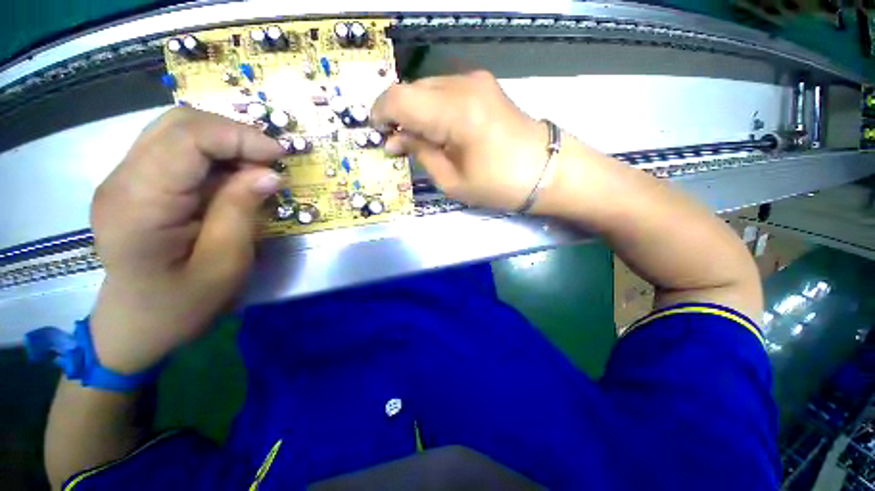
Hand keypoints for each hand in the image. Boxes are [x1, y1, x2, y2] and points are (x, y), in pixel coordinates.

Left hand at [89, 108, 284, 373]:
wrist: (136, 326)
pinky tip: (233, 176)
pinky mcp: (134, 184)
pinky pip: (176, 150)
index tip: (280, 155)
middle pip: (178, 123)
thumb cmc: (182, 305)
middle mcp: (122, 180)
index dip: (239, 136)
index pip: (186, 138)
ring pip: (177, 130)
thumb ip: (243, 212)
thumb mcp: (225, 265)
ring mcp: (123, 179)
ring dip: (224, 142)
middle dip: (233, 133)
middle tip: (270, 161)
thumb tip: (269, 174)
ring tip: (256, 168)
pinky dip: (213, 154)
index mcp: (138, 204)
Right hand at [371, 71, 548, 210]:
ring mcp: (475, 81)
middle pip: (411, 90)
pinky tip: (437, 129)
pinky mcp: (483, 85)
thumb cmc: (499, 184)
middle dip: (397, 115)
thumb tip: (395, 140)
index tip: (376, 134)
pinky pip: (444, 91)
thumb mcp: (452, 181)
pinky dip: (431, 108)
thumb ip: (420, 154)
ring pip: (426, 88)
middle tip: (397, 143)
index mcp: (455, 112)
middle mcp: (463, 84)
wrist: (546, 169)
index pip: (399, 99)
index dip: (380, 114)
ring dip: (414, 112)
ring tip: (418, 140)